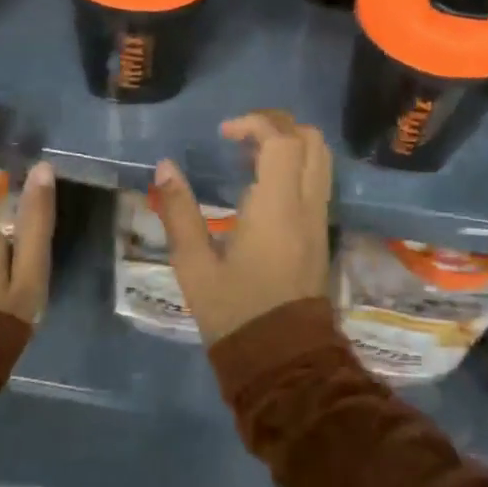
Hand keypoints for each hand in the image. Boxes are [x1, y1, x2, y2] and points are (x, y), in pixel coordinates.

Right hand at [153, 111, 332, 344]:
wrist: (284, 364)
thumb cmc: (236, 314)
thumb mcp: (195, 267)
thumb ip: (179, 213)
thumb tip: (165, 168)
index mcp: (278, 206)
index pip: (282, 140)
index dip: (255, 123)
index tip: (224, 132)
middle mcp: (308, 205)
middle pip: (311, 140)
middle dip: (277, 124)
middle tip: (241, 134)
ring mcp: (320, 219)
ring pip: (320, 159)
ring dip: (290, 143)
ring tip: (250, 154)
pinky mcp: (322, 234)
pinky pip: (317, 180)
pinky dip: (296, 165)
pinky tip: (263, 183)